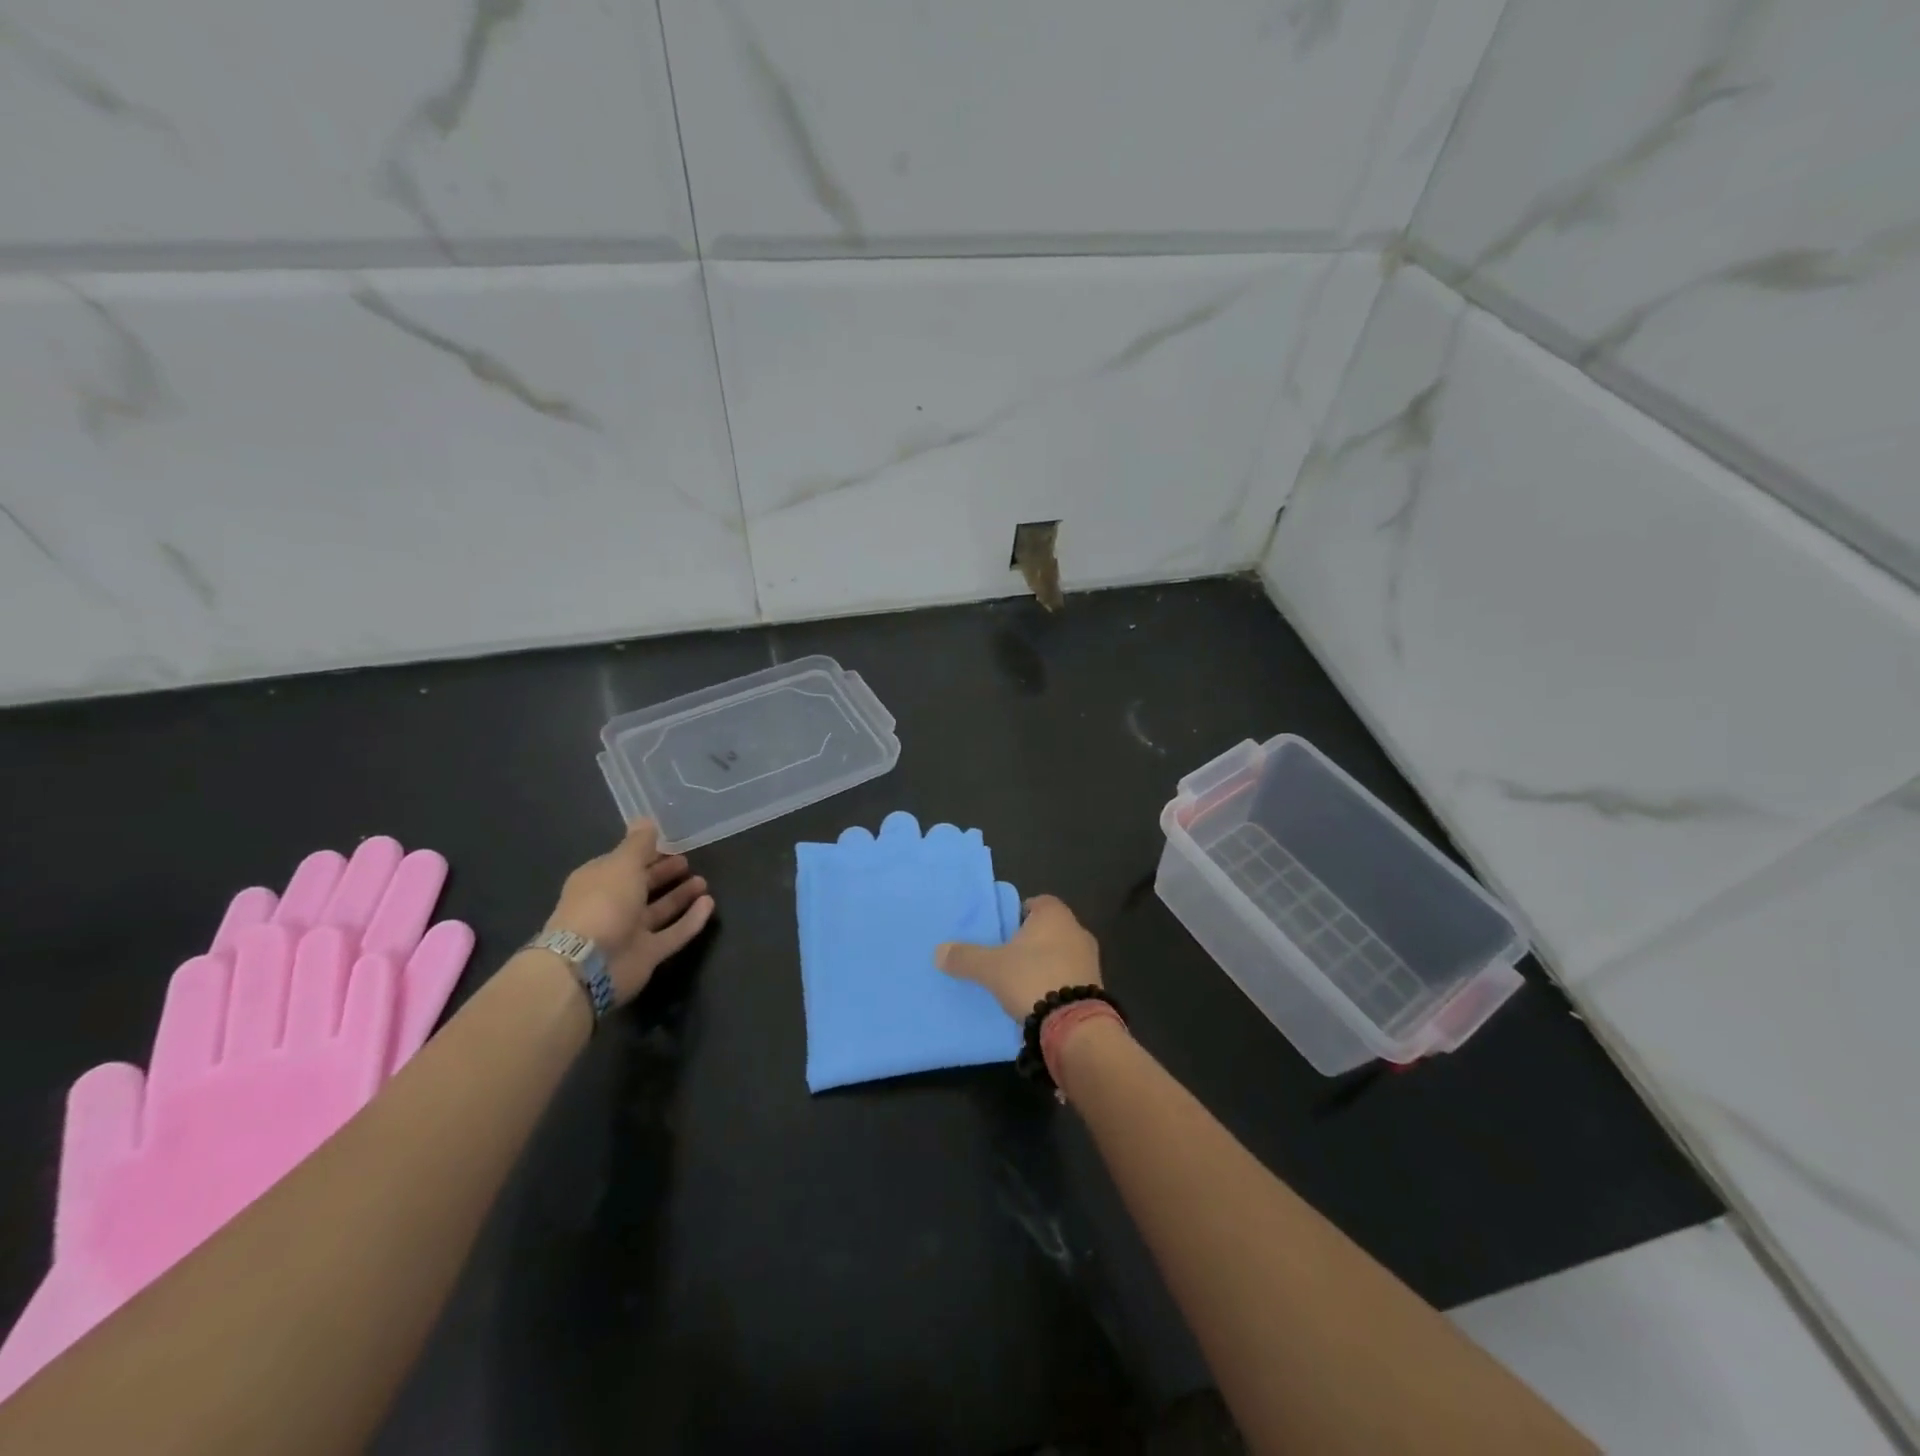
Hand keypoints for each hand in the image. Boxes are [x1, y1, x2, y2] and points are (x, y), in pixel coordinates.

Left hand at [544, 821, 713, 1004]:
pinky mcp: (647, 955)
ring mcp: (629, 933)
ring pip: (659, 911)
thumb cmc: (603, 903)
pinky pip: (673, 934)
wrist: (588, 964)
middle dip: (664, 873)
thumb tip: (646, 819)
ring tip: (703, 882)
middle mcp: (612, 906)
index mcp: (599, 881)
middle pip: (642, 886)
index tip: (671, 843)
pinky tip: (709, 905)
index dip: (647, 853)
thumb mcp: (622, 863)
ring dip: (680, 896)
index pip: (625, 863)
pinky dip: (691, 920)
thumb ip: (639, 843)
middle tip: (688, 862)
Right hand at [935, 894, 1100, 1020]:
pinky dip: (1055, 983)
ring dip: (1043, 964)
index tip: (1001, 933)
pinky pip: (1070, 977)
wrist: (1075, 1025)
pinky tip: (1038, 1000)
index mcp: (1055, 914)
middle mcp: (1077, 929)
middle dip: (1029, 941)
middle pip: (1048, 929)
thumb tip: (938, 952)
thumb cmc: (1033, 979)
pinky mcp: (1095, 986)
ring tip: (1019, 982)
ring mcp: (1090, 959)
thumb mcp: (991, 968)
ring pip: (1060, 953)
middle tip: (1005, 957)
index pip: (1035, 903)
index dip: (1017, 915)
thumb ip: (965, 957)